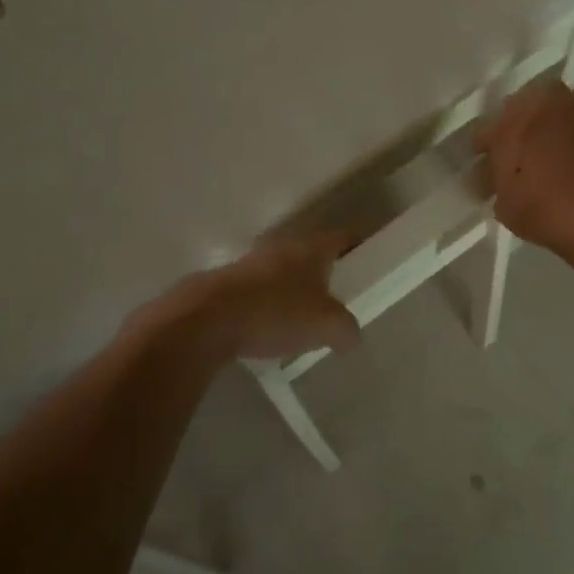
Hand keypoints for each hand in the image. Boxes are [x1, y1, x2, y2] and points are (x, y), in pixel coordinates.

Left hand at [176, 230, 360, 361]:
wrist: (205, 321)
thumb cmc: (276, 313)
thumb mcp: (327, 327)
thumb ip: (346, 330)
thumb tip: (349, 336)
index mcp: (310, 248)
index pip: (342, 237)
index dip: (358, 247)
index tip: (368, 263)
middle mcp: (280, 248)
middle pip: (310, 255)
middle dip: (323, 274)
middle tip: (336, 298)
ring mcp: (248, 264)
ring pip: (280, 273)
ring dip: (291, 291)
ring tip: (301, 320)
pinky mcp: (224, 285)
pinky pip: (256, 294)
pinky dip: (266, 308)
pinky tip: (268, 332)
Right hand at [475, 67, 573, 256]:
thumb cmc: (542, 211)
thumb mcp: (506, 208)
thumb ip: (497, 188)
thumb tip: (490, 179)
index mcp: (501, 134)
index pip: (483, 136)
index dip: (484, 152)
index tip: (485, 168)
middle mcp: (528, 111)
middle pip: (513, 108)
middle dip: (512, 124)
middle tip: (517, 145)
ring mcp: (563, 106)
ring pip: (546, 91)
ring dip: (542, 103)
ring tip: (545, 118)